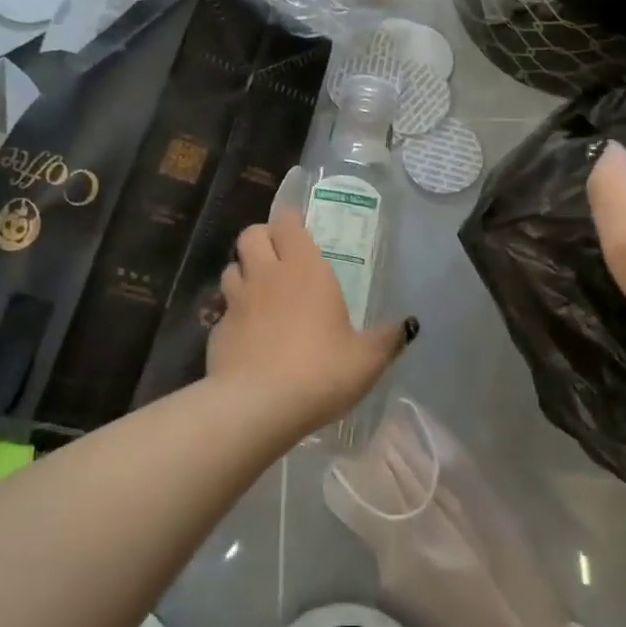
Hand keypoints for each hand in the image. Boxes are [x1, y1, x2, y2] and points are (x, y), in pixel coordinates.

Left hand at [207, 209, 413, 434]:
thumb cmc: (320, 371)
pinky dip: (234, 313)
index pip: (287, 222)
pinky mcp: (217, 330)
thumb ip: (387, 339)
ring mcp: (237, 301)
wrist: (257, 406)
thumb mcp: (366, 359)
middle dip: (262, 238)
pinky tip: (248, 334)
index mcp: (304, 268)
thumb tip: (408, 326)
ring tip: (261, 291)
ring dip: (244, 272)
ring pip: (232, 268)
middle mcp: (266, 274)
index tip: (299, 227)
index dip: (290, 220)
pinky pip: (224, 309)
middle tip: (279, 257)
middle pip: (251, 235)